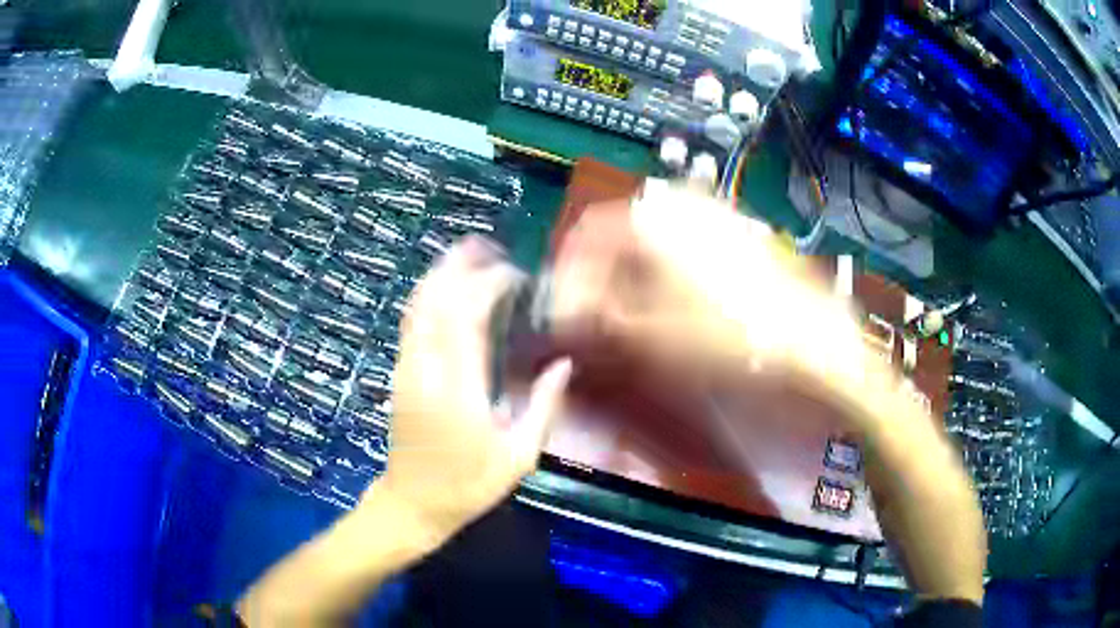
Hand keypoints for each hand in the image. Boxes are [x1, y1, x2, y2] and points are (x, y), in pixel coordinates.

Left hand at [370, 237, 572, 550]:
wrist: (413, 503)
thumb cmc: (469, 486)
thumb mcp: (519, 456)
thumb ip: (543, 406)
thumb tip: (564, 362)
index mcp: (459, 388)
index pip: (468, 314)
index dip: (490, 283)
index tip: (517, 275)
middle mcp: (426, 368)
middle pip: (435, 297)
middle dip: (460, 263)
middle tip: (491, 247)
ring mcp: (407, 368)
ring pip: (417, 304)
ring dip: (442, 273)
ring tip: (470, 255)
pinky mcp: (399, 373)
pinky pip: (412, 321)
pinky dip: (430, 294)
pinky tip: (450, 289)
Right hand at [552, 184, 862, 387]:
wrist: (812, 343)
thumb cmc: (736, 337)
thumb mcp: (652, 335)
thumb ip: (597, 319)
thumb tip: (565, 313)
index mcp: (656, 219)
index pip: (589, 231)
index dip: (570, 271)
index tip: (567, 304)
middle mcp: (685, 206)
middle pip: (621, 234)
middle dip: (602, 274)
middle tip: (599, 314)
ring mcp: (717, 219)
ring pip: (654, 241)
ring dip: (634, 275)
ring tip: (634, 316)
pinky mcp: (739, 238)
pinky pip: (686, 249)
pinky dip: (667, 274)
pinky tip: (677, 307)